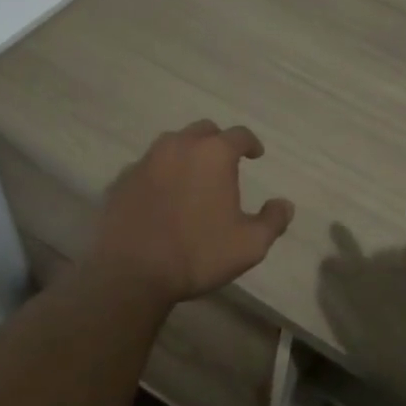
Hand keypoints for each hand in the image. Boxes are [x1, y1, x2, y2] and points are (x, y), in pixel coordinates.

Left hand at [90, 121, 294, 306]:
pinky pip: (146, 167)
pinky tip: (161, 196)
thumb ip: (272, 220)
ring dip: (186, 154)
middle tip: (223, 163)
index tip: (256, 155)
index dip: (251, 143)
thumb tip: (284, 204)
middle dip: (217, 142)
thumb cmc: (197, 254)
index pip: (239, 135)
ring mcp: (146, 161)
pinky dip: (158, 174)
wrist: (130, 274)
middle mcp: (179, 146)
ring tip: (191, 177)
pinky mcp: (121, 180)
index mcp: (214, 154)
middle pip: (203, 131)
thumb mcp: (249, 245)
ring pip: (172, 144)